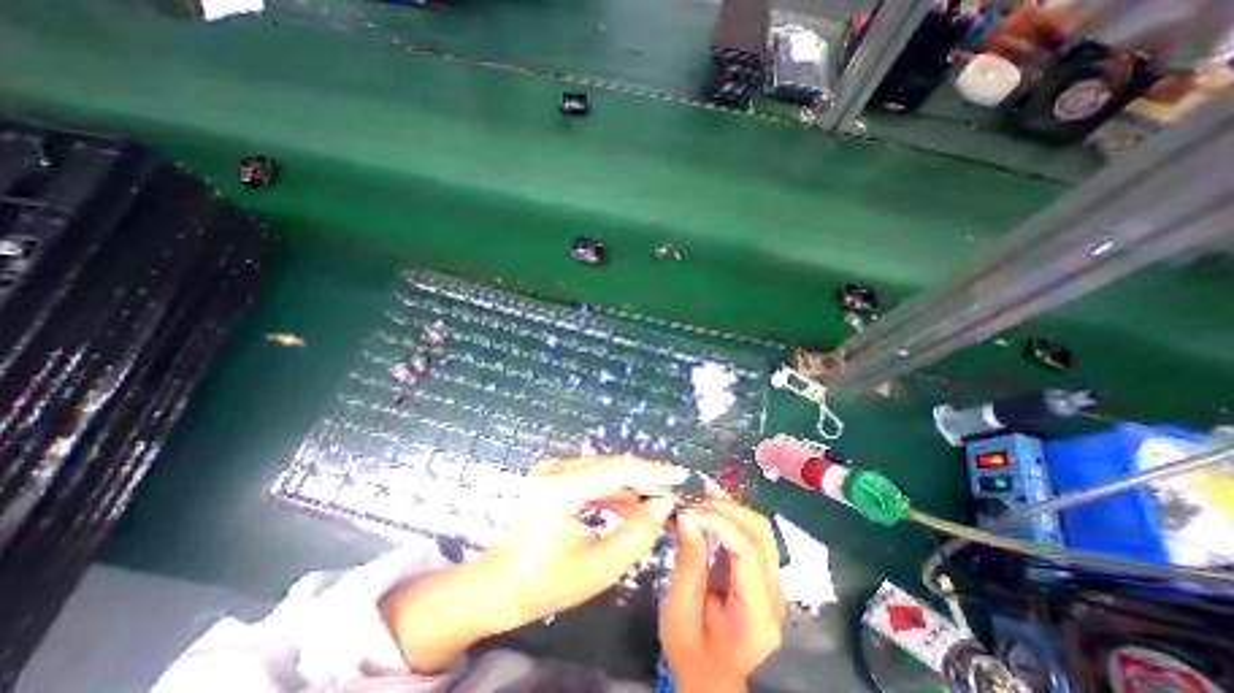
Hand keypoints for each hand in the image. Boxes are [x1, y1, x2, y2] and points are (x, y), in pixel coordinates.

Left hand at [381, 457, 679, 673]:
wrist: (503, 583)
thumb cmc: (547, 582)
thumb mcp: (599, 567)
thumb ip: (636, 534)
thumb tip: (663, 504)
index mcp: (559, 488)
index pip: (614, 471)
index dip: (650, 472)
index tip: (679, 474)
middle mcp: (555, 469)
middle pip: (611, 466)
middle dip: (644, 478)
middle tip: (672, 492)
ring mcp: (554, 470)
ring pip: (605, 470)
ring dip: (632, 485)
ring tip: (657, 502)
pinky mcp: (556, 476)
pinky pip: (594, 478)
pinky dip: (616, 491)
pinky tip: (633, 504)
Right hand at [661, 493, 783, 692]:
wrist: (710, 680)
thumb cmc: (691, 652)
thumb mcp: (679, 611)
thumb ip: (688, 563)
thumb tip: (687, 517)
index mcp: (757, 612)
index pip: (747, 550)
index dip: (718, 522)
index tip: (687, 513)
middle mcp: (774, 593)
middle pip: (760, 532)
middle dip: (725, 509)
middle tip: (692, 502)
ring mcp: (772, 583)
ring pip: (760, 528)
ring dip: (730, 507)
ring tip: (701, 496)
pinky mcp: (762, 575)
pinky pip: (752, 535)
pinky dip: (731, 515)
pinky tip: (711, 505)